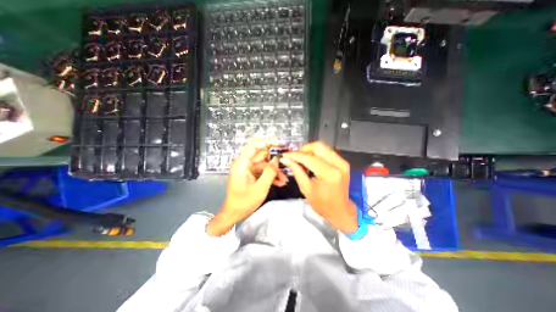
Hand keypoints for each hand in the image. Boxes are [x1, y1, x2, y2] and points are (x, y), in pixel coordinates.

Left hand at [206, 139, 288, 235]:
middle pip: (261, 155)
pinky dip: (271, 176)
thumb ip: (270, 172)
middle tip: (287, 163)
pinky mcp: (251, 175)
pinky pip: (263, 171)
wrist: (233, 214)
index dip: (267, 142)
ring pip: (264, 164)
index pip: (254, 145)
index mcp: (242, 163)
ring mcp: (248, 169)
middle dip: (275, 160)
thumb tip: (277, 159)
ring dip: (275, 171)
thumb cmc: (244, 202)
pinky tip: (280, 183)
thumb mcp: (260, 188)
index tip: (280, 144)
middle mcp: (244, 163)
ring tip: (285, 179)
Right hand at [281, 142, 358, 233]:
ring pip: (322, 147)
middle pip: (318, 146)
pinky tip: (310, 162)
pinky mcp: (343, 162)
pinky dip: (316, 154)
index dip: (295, 155)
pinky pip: (327, 152)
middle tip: (294, 158)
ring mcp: (342, 162)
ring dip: (309, 151)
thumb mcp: (306, 189)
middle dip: (303, 150)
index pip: (309, 158)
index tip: (285, 155)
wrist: (340, 211)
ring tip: (301, 161)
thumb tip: (286, 160)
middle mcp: (338, 164)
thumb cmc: (322, 204)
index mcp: (329, 174)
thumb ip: (296, 171)